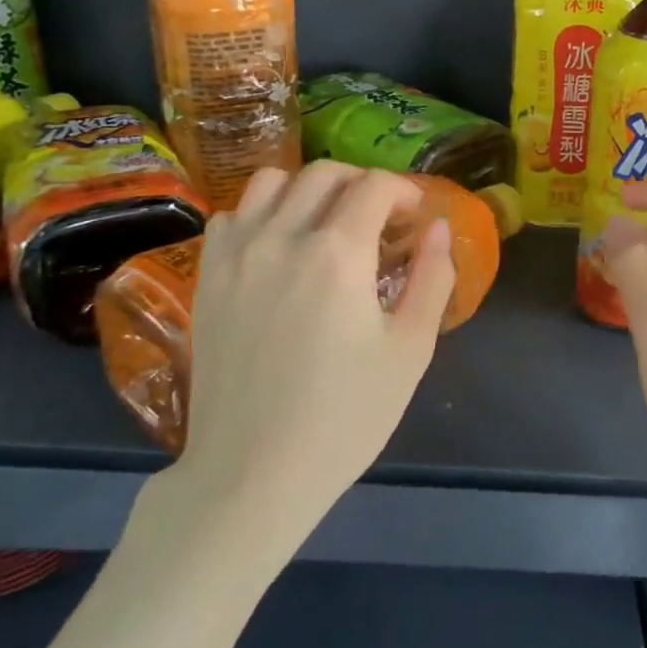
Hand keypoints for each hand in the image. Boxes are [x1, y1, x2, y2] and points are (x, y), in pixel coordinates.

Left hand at [137, 163, 455, 557]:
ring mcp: (236, 254)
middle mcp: (282, 237)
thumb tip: (439, 228)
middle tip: (380, 219)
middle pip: (325, 174)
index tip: (414, 217)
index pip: (373, 185)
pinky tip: (279, 246)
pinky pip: (234, 215)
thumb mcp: (410, 351)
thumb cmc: (344, 417)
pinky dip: (263, 213)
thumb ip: (432, 279)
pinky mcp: (207, 277)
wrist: (252, 473)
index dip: (403, 191)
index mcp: (337, 253)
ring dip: (309, 189)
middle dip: (362, 184)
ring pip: (272, 181)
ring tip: (327, 223)